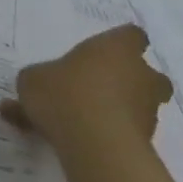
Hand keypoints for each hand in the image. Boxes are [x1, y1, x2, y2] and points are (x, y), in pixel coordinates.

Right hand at [0, 25, 172, 163]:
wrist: (96, 146)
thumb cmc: (64, 94)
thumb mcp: (33, 78)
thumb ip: (40, 77)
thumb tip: (40, 84)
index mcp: (116, 48)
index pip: (131, 36)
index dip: (118, 44)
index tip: (100, 53)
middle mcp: (141, 75)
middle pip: (145, 73)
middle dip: (126, 80)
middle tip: (95, 87)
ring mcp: (149, 110)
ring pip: (136, 104)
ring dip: (115, 109)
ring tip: (76, 121)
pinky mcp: (147, 141)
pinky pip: (123, 132)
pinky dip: (105, 135)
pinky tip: (74, 142)